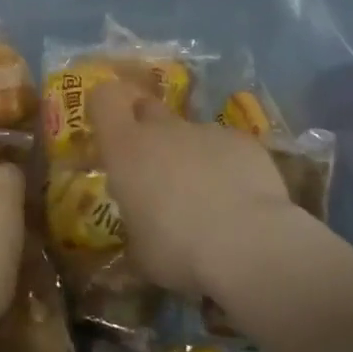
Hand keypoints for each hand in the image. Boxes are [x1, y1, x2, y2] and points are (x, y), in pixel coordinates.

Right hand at [90, 81, 295, 297]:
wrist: (248, 244)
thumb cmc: (178, 250)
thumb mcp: (140, 252)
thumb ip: (135, 226)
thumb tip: (140, 228)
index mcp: (127, 150)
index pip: (104, 100)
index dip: (105, 107)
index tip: (109, 129)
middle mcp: (164, 130)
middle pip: (148, 108)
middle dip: (148, 129)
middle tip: (155, 167)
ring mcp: (206, 131)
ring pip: (190, 133)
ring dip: (191, 156)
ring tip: (207, 198)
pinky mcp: (243, 141)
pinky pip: (226, 147)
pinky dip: (228, 166)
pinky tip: (239, 199)